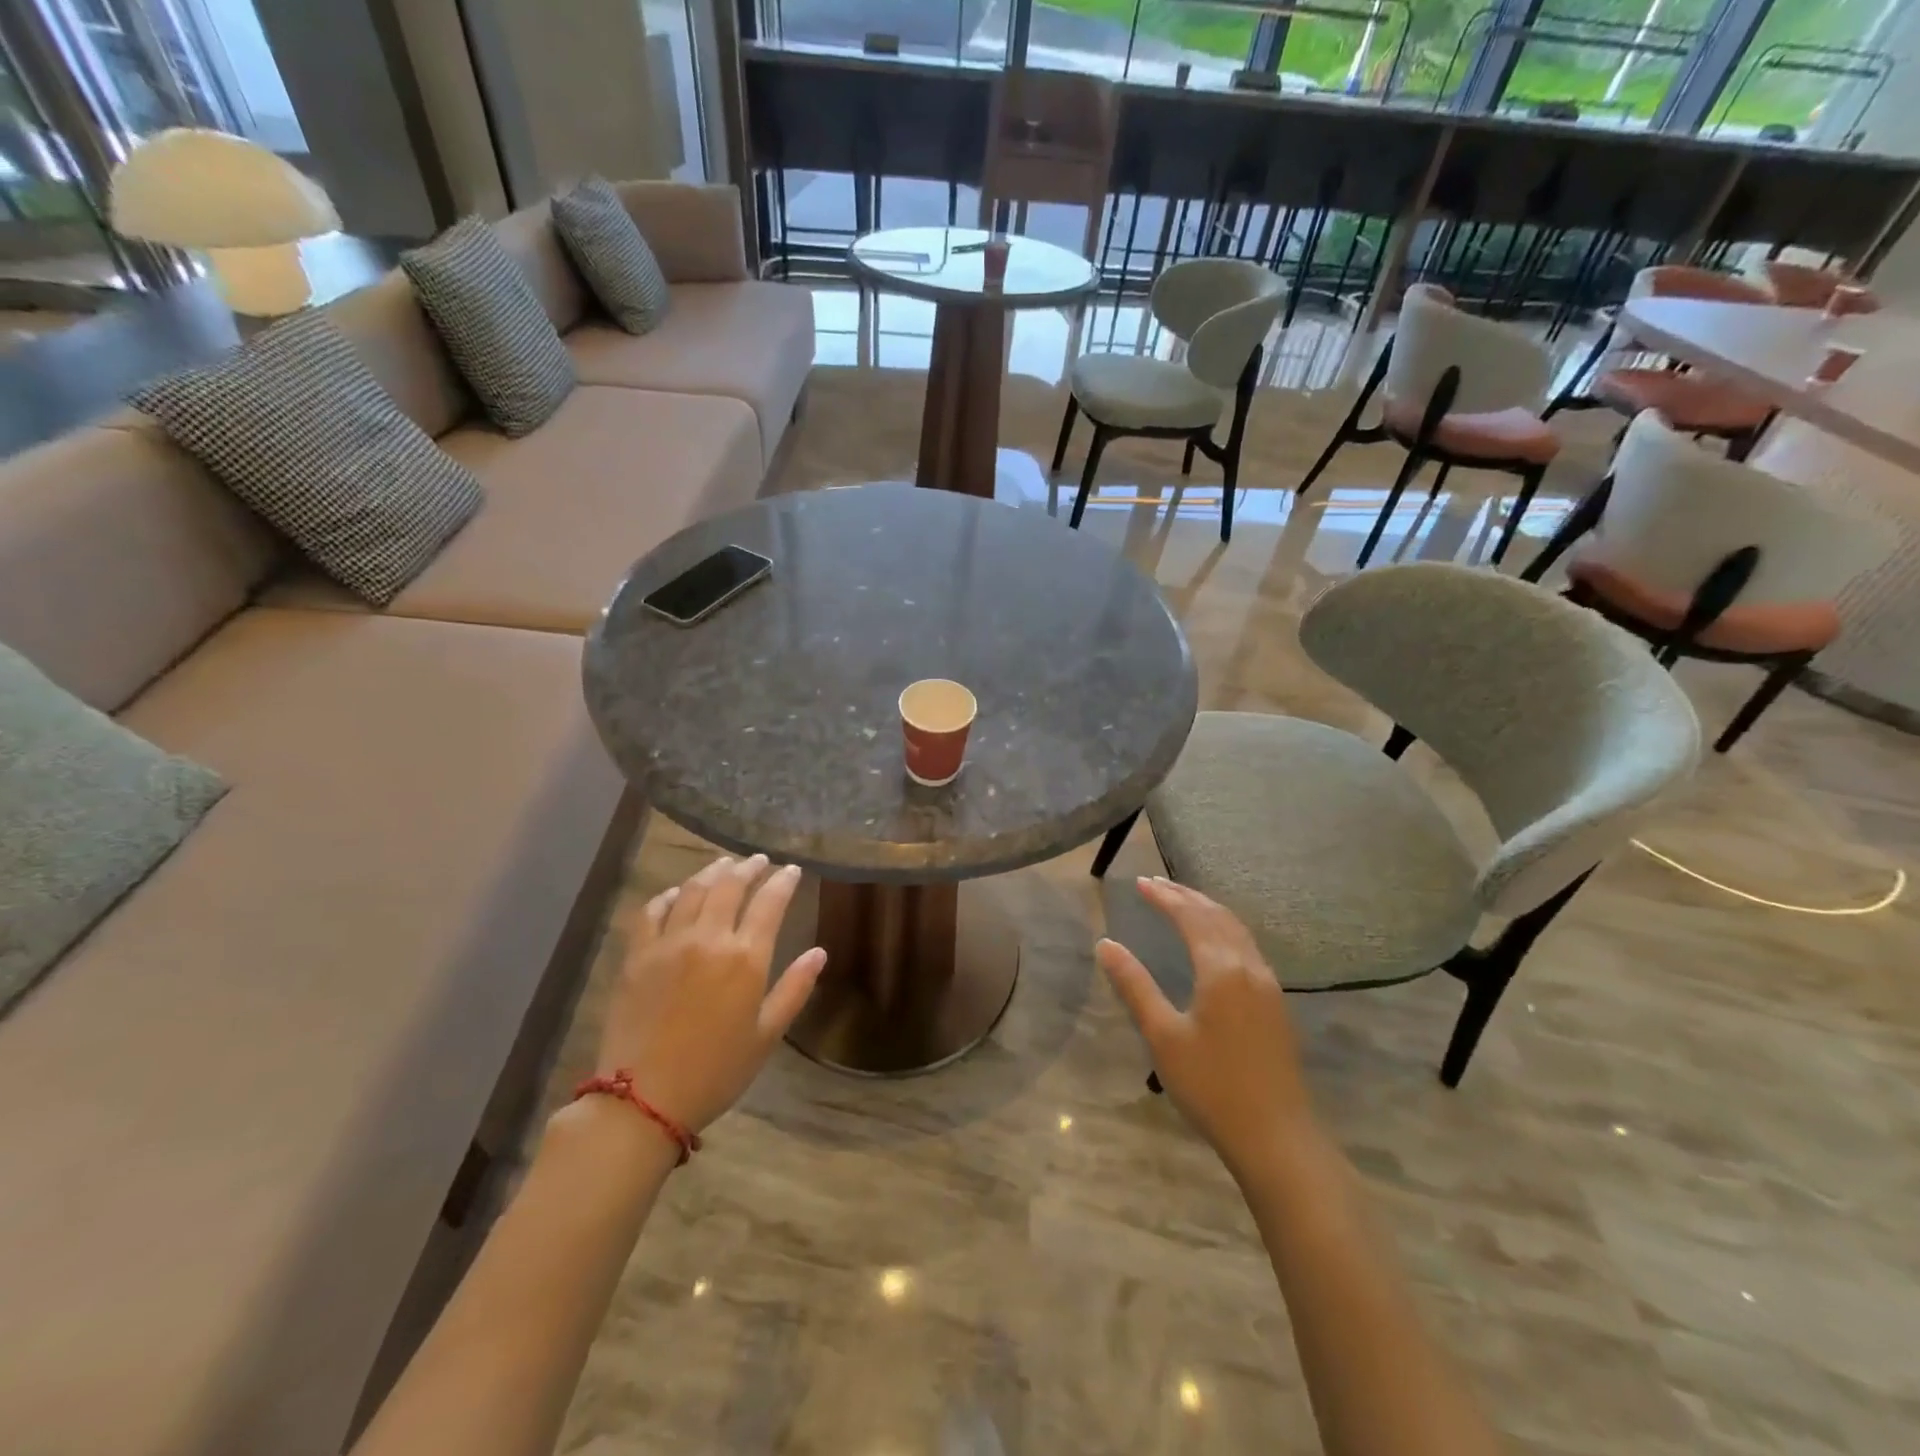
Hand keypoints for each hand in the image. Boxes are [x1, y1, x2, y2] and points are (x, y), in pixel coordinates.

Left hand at [594, 854, 825, 1132]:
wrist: (643, 1099)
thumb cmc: (716, 1071)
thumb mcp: (767, 1035)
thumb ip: (794, 989)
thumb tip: (819, 952)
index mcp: (746, 958)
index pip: (770, 902)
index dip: (783, 881)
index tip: (792, 870)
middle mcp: (709, 938)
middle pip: (730, 886)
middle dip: (749, 868)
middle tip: (759, 861)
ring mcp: (669, 943)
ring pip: (693, 890)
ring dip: (712, 872)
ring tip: (724, 865)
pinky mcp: (637, 955)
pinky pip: (652, 911)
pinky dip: (668, 895)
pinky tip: (677, 894)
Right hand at [1097, 877, 1313, 1175]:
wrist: (1277, 1138)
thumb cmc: (1212, 1086)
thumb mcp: (1163, 1036)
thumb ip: (1134, 985)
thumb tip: (1105, 944)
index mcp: (1221, 969)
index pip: (1190, 917)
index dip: (1165, 897)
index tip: (1139, 883)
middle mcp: (1249, 967)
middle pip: (1217, 916)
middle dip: (1186, 896)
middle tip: (1156, 883)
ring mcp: (1268, 985)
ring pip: (1237, 930)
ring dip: (1207, 909)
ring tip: (1182, 901)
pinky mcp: (1275, 1004)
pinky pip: (1247, 947)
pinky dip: (1224, 929)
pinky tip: (1215, 941)